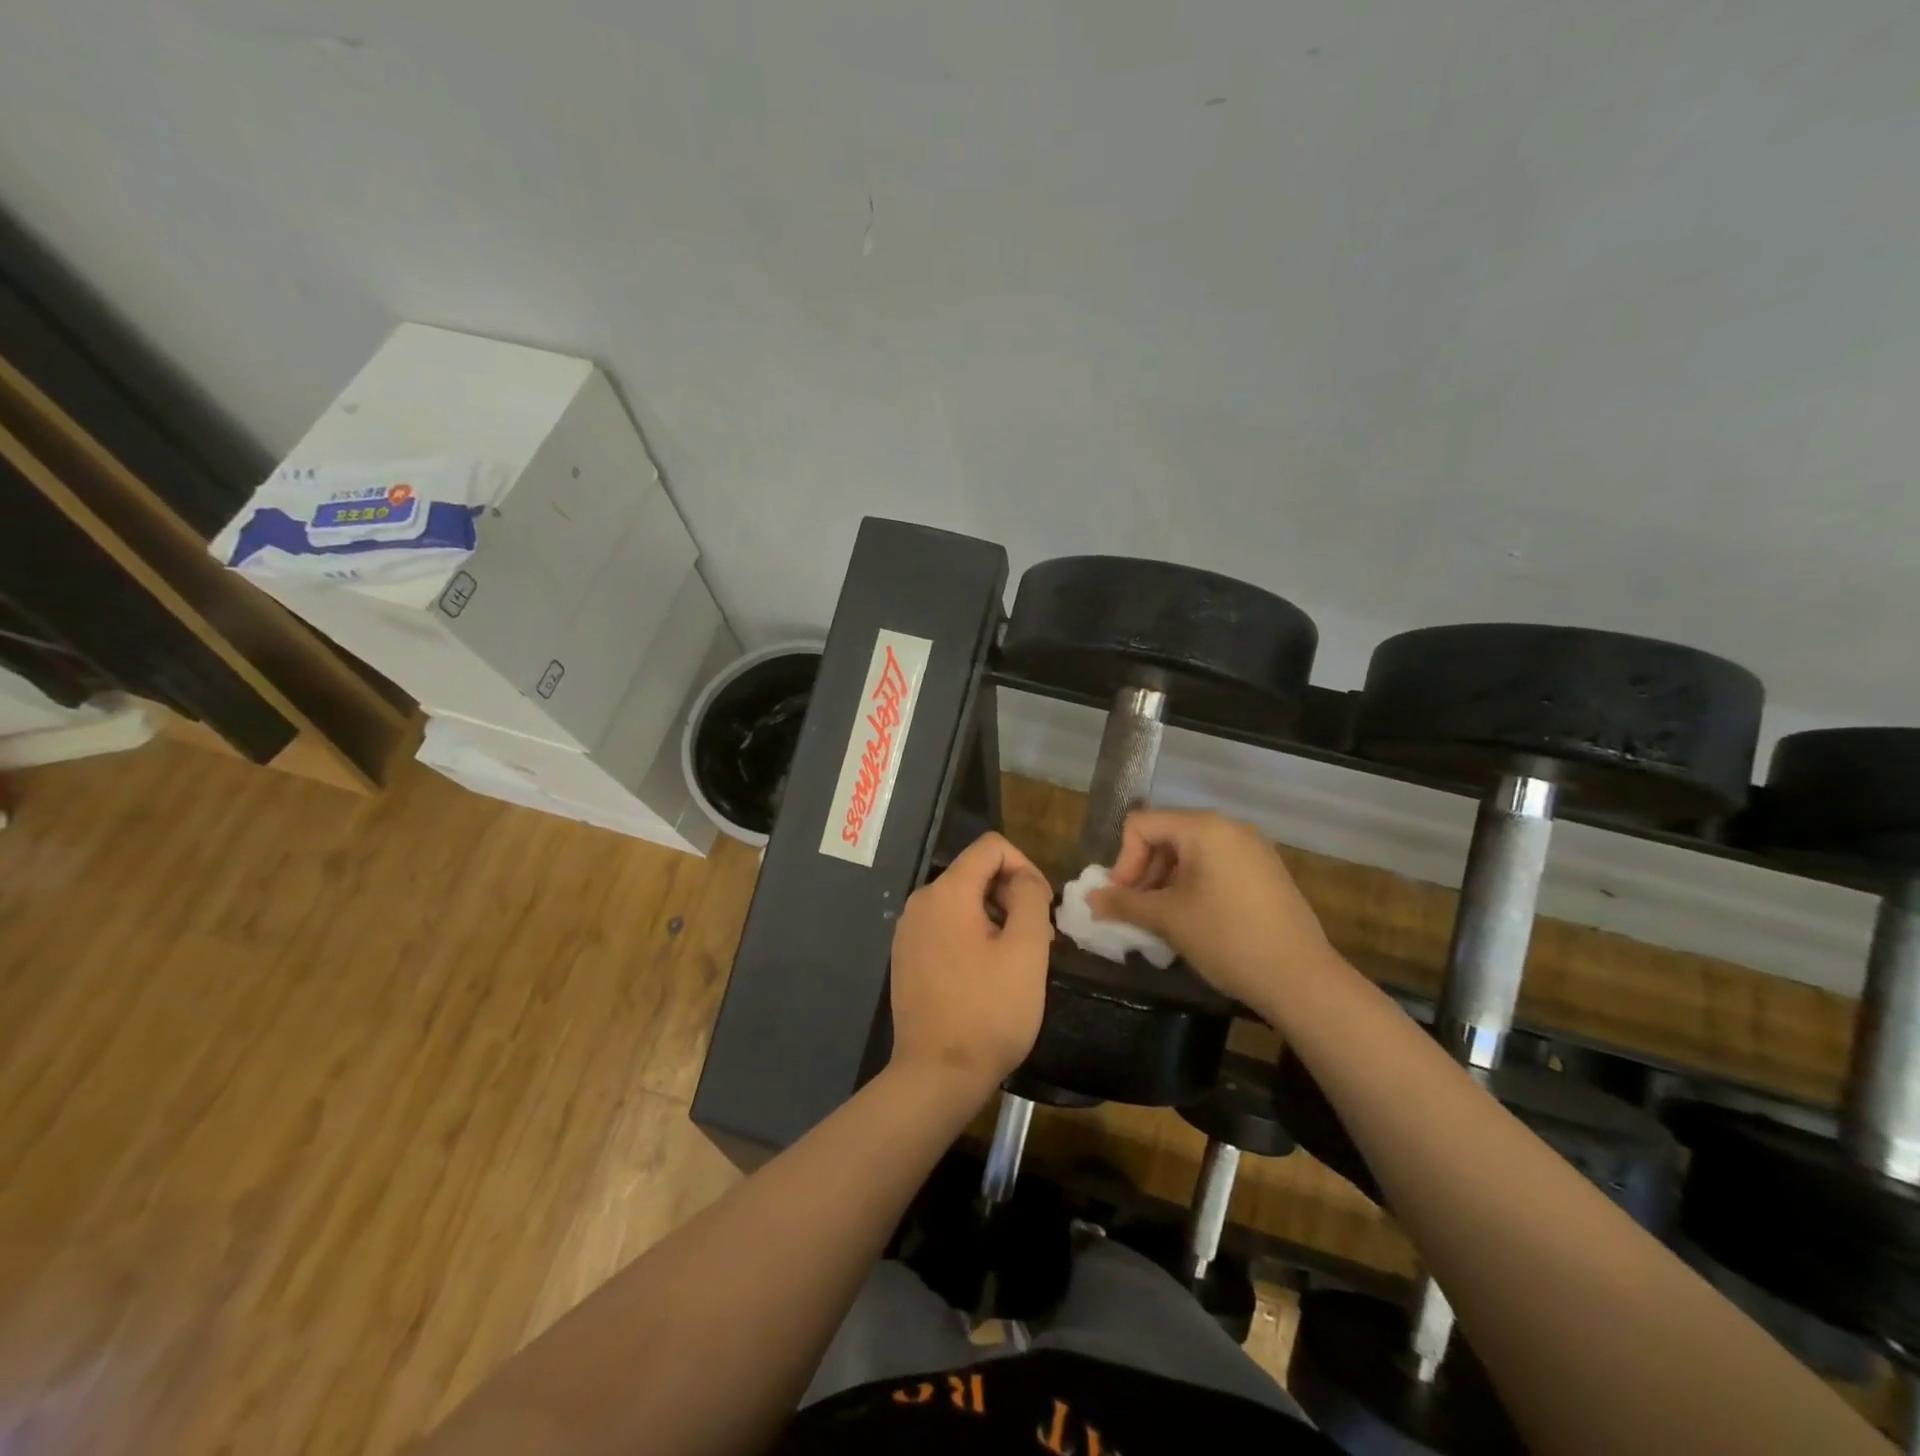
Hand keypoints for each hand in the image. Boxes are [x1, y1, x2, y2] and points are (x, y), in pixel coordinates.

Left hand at [888, 832, 1053, 1097]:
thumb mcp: (1027, 950)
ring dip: (995, 918)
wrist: (937, 1075)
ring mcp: (908, 931)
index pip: (991, 847)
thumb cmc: (989, 1011)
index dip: (1025, 866)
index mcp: (946, 892)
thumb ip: (1030, 898)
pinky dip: (972, 936)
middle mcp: (920, 902)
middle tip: (1037, 941)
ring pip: (962, 902)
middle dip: (1011, 895)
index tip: (1042, 907)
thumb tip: (1023, 879)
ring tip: (1016, 962)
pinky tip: (987, 975)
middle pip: (975, 873)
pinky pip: (946, 927)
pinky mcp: (906, 957)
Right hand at [1089, 809, 1337, 1013]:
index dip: (1123, 861)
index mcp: (1203, 828)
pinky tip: (1194, 921)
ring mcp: (1251, 849)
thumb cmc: (1227, 939)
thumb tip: (1090, 898)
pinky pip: (1215, 866)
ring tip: (1162, 921)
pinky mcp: (1265, 872)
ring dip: (1165, 882)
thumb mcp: (1167, 919)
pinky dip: (1193, 886)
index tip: (1123, 899)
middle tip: (1137, 912)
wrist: (1301, 979)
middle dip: (1143, 872)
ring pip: (1189, 853)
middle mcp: (1228, 828)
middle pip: (1165, 835)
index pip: (1140, 825)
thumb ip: (1123, 902)